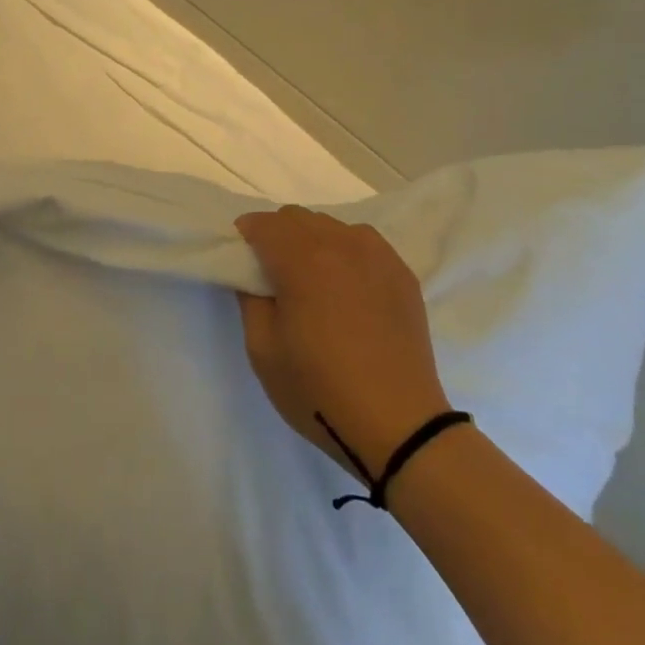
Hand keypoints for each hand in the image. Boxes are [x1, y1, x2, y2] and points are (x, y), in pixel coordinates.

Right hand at [235, 205, 450, 478]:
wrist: (400, 427)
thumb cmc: (320, 391)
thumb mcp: (263, 351)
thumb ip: (249, 299)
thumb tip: (251, 273)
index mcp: (302, 259)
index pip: (264, 223)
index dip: (246, 236)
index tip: (243, 260)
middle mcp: (341, 243)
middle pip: (297, 217)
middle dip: (277, 234)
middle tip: (273, 273)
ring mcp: (376, 254)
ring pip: (331, 225)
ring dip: (312, 240)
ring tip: (313, 280)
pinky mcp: (401, 272)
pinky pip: (363, 242)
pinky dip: (345, 251)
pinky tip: (347, 286)